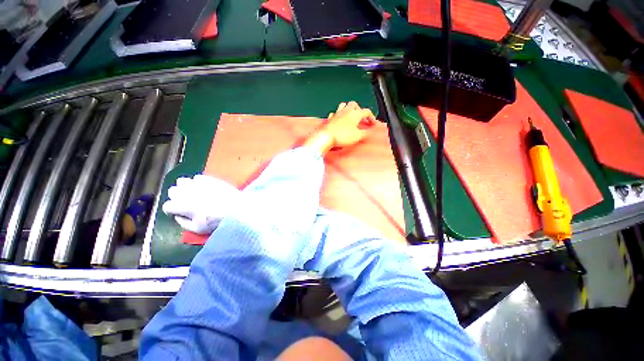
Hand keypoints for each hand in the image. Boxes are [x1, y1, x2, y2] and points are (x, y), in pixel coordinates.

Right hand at [162, 175, 240, 233]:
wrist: (239, 208)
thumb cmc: (218, 221)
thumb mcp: (198, 229)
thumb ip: (183, 222)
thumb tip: (178, 215)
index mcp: (184, 206)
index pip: (167, 205)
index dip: (171, 210)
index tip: (178, 212)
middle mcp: (188, 192)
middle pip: (172, 191)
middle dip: (176, 197)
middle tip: (186, 203)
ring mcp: (200, 183)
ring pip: (182, 181)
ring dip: (185, 187)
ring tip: (193, 193)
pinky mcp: (210, 179)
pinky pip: (197, 177)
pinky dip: (197, 182)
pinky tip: (204, 188)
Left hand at [304, 101, 375, 154]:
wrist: (327, 137)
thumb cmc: (343, 136)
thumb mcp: (358, 136)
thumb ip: (365, 133)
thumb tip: (369, 132)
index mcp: (355, 114)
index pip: (366, 112)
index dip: (371, 117)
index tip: (372, 124)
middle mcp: (346, 111)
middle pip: (354, 104)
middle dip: (359, 109)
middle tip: (361, 117)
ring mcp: (337, 114)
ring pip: (343, 105)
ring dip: (348, 108)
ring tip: (350, 115)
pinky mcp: (330, 119)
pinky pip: (335, 113)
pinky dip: (338, 115)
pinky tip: (339, 120)